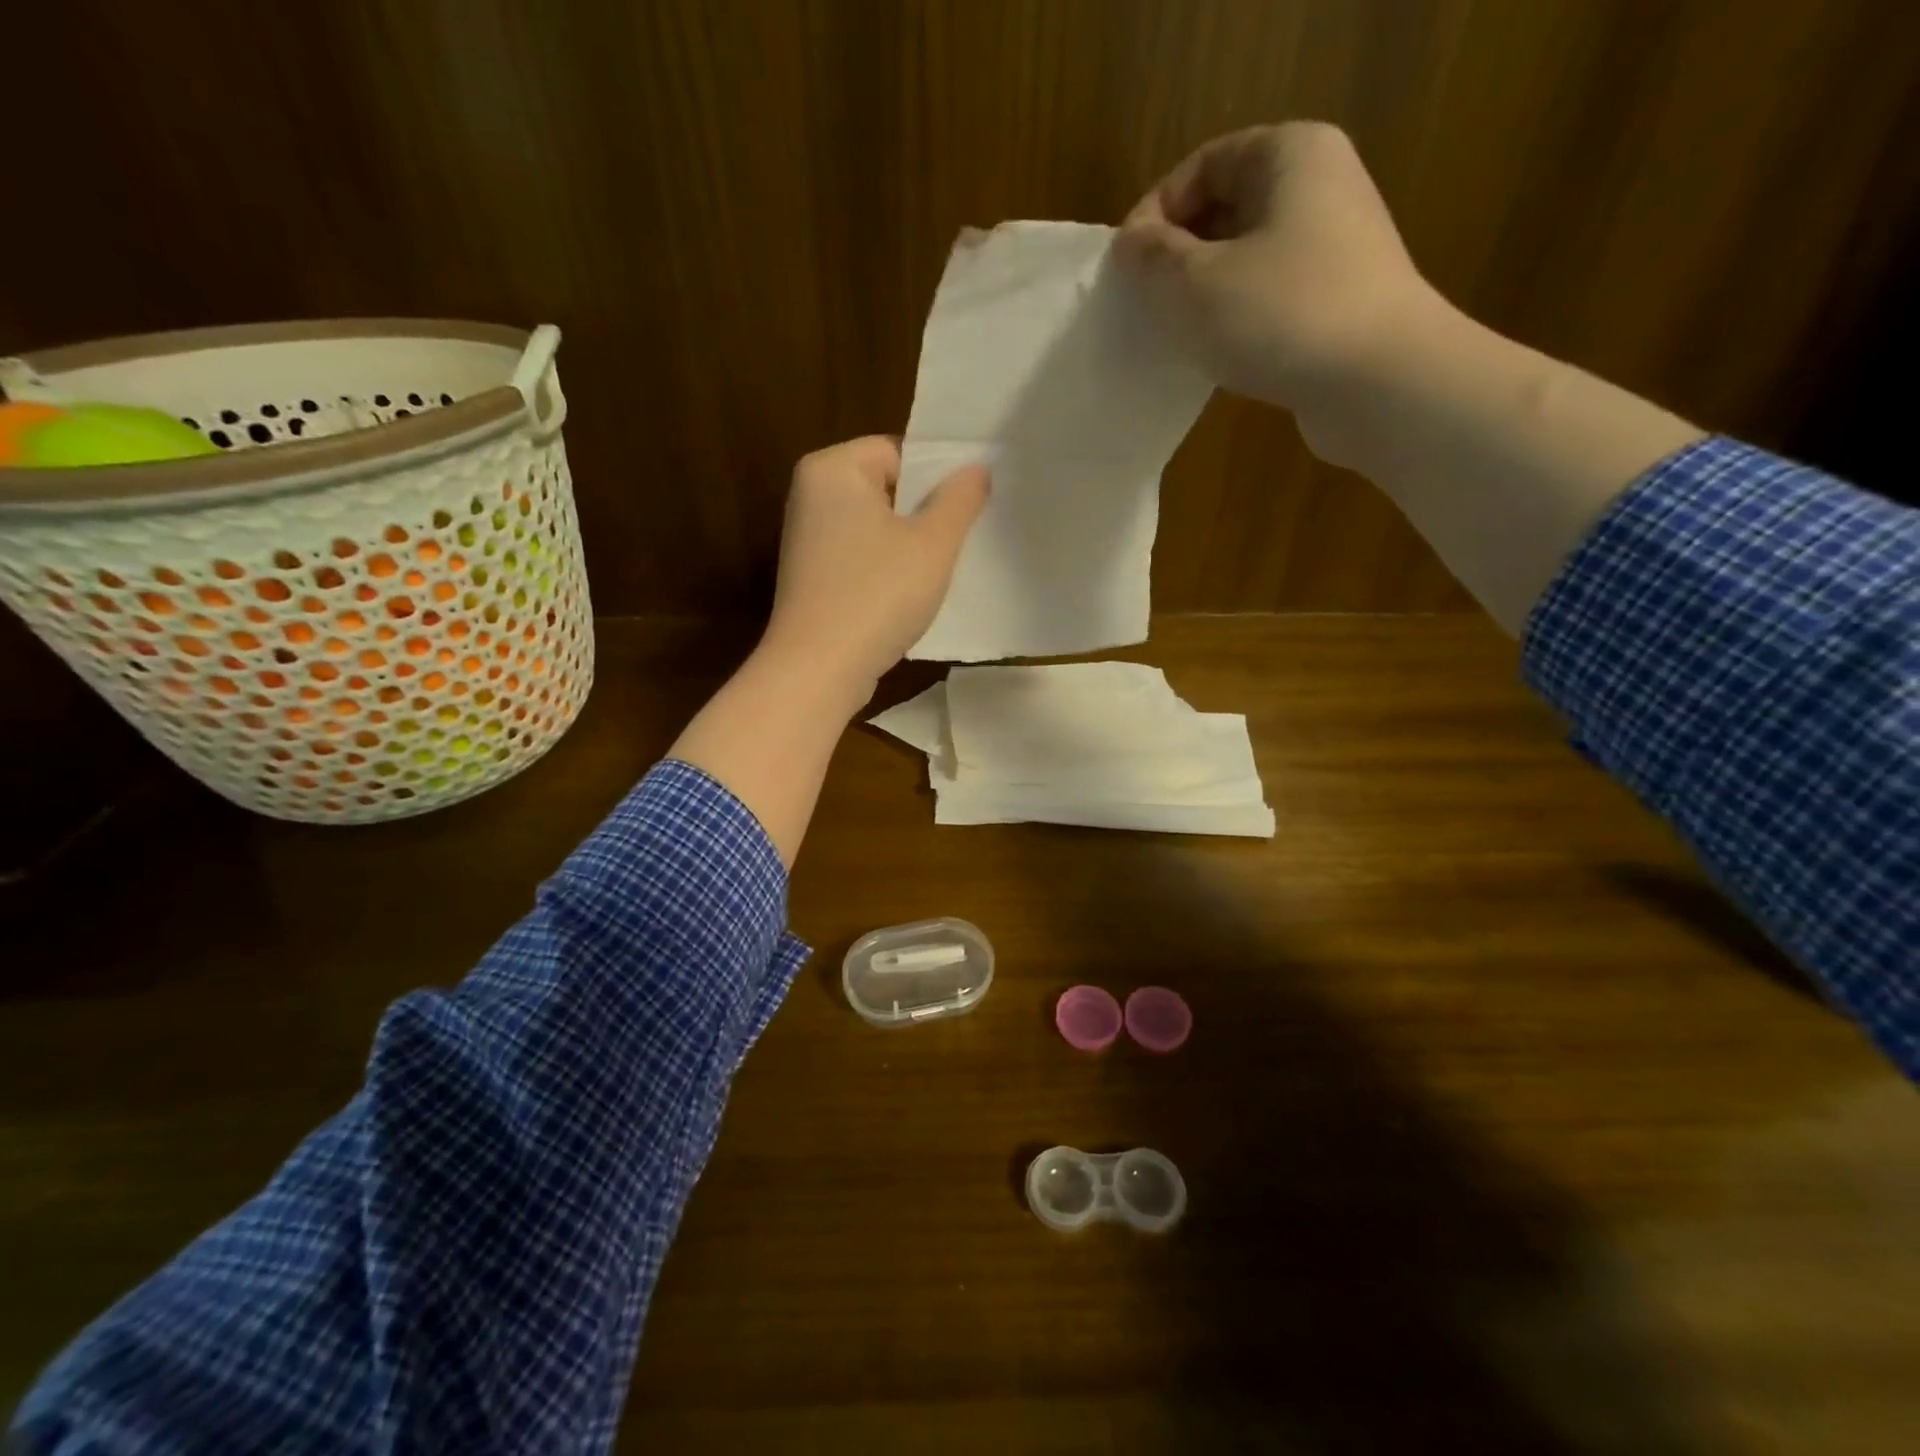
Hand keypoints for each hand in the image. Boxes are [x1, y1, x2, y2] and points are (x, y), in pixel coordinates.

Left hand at [761, 435, 989, 696]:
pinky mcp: (811, 579)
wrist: (819, 669)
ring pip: (875, 528)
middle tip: (963, 538)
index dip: (936, 477)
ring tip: (941, 569)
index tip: (968, 508)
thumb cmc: (877, 594)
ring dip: (909, 546)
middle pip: (885, 489)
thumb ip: (959, 499)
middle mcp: (810, 495)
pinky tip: (910, 596)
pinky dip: (886, 571)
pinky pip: (860, 559)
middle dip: (924, 513)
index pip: (897, 451)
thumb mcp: (932, 543)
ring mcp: (806, 540)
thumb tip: (977, 468)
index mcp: (832, 469)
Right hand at [1116, 122, 1445, 429]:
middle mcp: (1321, 187)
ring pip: (1246, 259)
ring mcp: (1336, 249)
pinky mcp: (1338, 303)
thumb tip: (1130, 245)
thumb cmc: (1280, 316)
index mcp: (1290, 155)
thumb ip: (1150, 259)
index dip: (1155, 213)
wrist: (1378, 383)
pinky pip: (1269, 298)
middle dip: (1177, 256)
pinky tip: (1216, 356)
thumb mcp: (1193, 285)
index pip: (1203, 166)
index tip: (1127, 270)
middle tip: (1145, 306)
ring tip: (1175, 335)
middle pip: (1225, 210)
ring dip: (1202, 294)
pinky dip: (1235, 320)